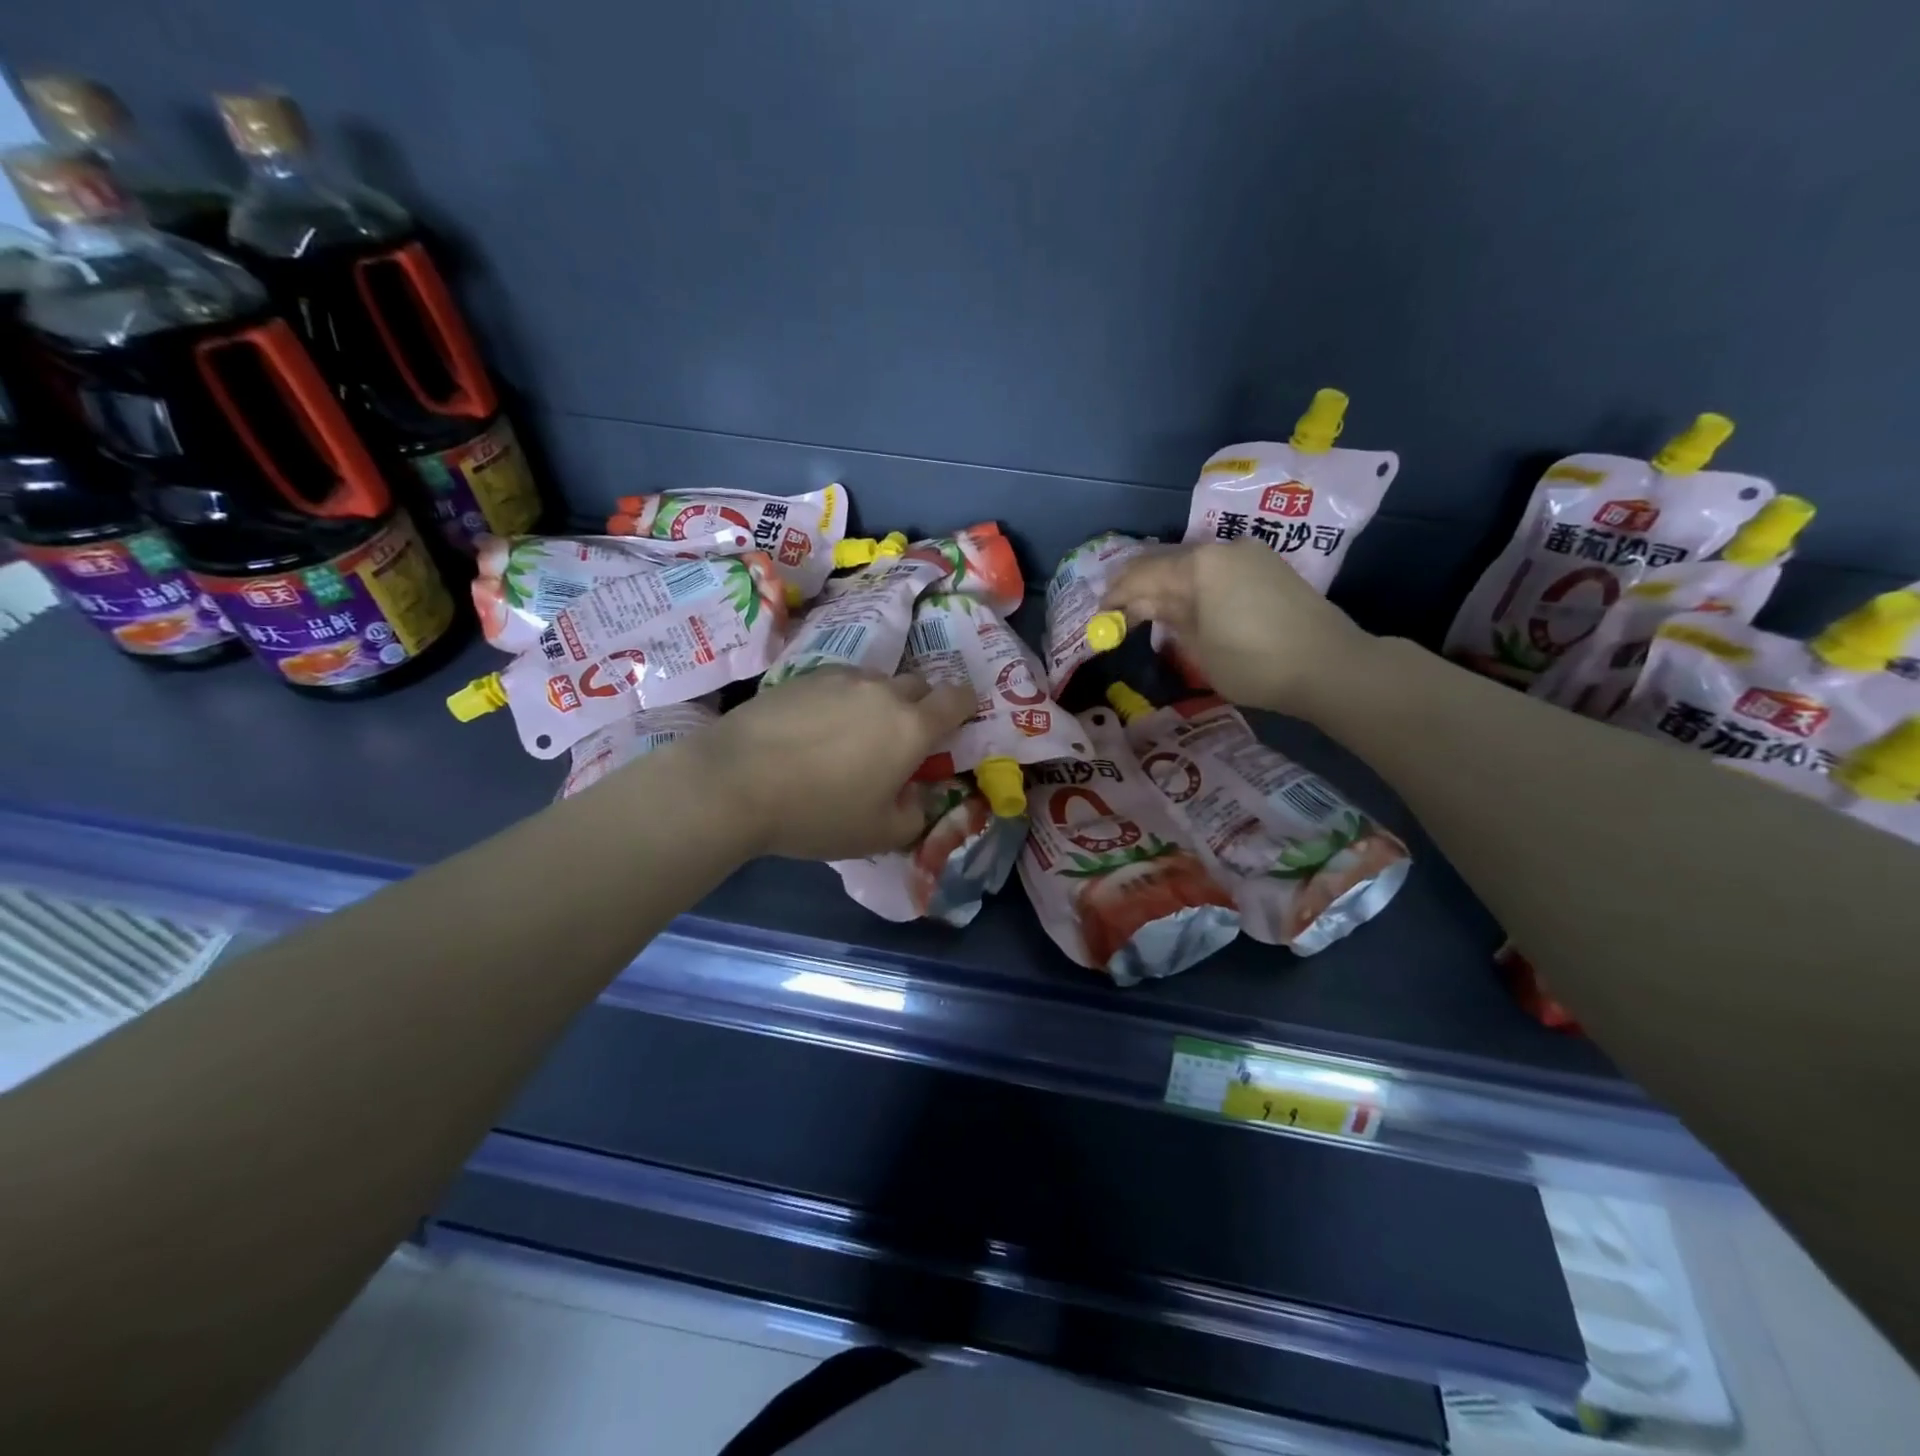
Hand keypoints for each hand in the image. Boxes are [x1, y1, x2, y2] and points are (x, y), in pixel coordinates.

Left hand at [693, 668, 976, 860]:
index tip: (955, 724)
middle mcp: (883, 691)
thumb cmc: (817, 813)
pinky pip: (838, 683)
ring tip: (849, 736)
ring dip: (877, 703)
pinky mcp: (802, 676)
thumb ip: (916, 814)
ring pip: (875, 683)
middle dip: (920, 706)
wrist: (735, 781)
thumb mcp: (879, 834)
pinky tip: (812, 729)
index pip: (958, 698)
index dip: (965, 706)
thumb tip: (918, 796)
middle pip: (918, 685)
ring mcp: (841, 678)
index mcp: (912, 727)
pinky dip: (839, 701)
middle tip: (899, 740)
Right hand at [1101, 539, 1375, 715]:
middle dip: (1139, 586)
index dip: (1116, 595)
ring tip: (1150, 612)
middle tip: (1119, 612)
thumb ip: (1168, 618)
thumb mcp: (1199, 647)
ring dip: (1168, 586)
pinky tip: (1188, 606)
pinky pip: (1217, 570)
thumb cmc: (1254, 663)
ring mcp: (1248, 553)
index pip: (1141, 574)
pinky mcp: (1268, 566)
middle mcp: (1221, 547)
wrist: (1330, 665)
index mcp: (1198, 564)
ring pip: (1192, 564)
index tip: (1099, 615)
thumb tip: (1145, 605)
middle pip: (1165, 562)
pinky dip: (1195, 586)